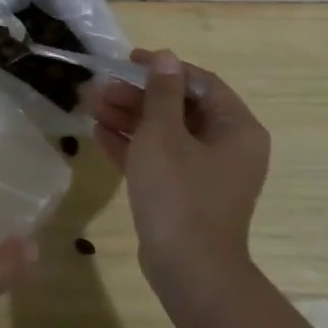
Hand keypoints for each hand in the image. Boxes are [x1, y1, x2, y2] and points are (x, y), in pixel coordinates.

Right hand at [87, 49, 271, 288]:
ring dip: (129, 118)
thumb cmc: (179, 193)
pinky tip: (99, 133)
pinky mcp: (184, 194)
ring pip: (165, 134)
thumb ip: (162, 93)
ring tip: (90, 106)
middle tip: (101, 88)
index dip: (163, 69)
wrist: (188, 270)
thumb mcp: (164, 135)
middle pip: (179, 108)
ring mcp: (206, 173)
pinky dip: (132, 146)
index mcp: (236, 128)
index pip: (200, 83)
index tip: (128, 61)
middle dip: (137, 96)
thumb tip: (166, 57)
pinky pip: (159, 159)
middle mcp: (227, 147)